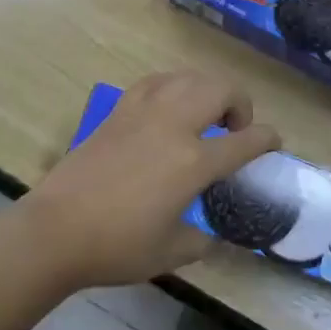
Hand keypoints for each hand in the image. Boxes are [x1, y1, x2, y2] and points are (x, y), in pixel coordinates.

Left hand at [19, 70, 280, 290]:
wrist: (56, 229)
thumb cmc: (116, 246)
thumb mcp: (169, 252)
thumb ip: (200, 241)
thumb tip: (212, 239)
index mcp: (193, 162)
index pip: (245, 141)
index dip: (267, 139)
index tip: (274, 142)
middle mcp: (174, 126)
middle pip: (220, 89)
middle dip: (239, 102)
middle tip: (235, 128)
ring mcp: (144, 112)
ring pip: (188, 77)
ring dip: (207, 89)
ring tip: (205, 113)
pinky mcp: (119, 110)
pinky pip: (156, 82)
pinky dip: (173, 86)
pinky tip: (169, 105)